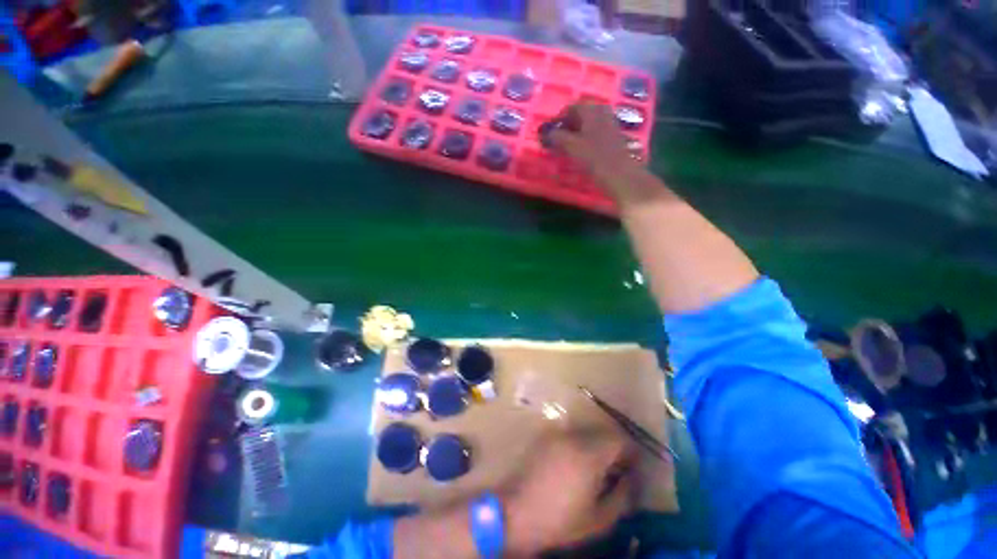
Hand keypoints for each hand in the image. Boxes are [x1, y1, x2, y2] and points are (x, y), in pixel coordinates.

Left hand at [501, 431, 637, 556]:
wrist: (514, 513)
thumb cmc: (559, 521)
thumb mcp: (599, 519)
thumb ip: (621, 496)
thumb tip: (631, 479)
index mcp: (588, 453)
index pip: (618, 440)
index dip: (631, 452)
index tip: (635, 467)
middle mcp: (572, 436)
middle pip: (601, 434)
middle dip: (614, 450)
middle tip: (618, 471)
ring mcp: (555, 434)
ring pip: (585, 433)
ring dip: (596, 447)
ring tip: (597, 471)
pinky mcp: (543, 438)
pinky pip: (569, 436)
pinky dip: (579, 446)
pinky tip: (575, 467)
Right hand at [547, 103, 645, 201]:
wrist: (620, 173)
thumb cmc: (594, 157)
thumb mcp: (571, 146)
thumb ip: (557, 137)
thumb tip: (548, 133)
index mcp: (591, 110)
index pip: (571, 107)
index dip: (559, 119)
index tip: (551, 132)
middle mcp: (602, 112)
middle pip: (582, 114)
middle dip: (569, 125)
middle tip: (559, 139)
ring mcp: (610, 124)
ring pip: (590, 123)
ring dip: (578, 132)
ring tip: (569, 147)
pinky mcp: (614, 137)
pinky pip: (597, 132)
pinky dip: (587, 138)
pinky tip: (583, 152)